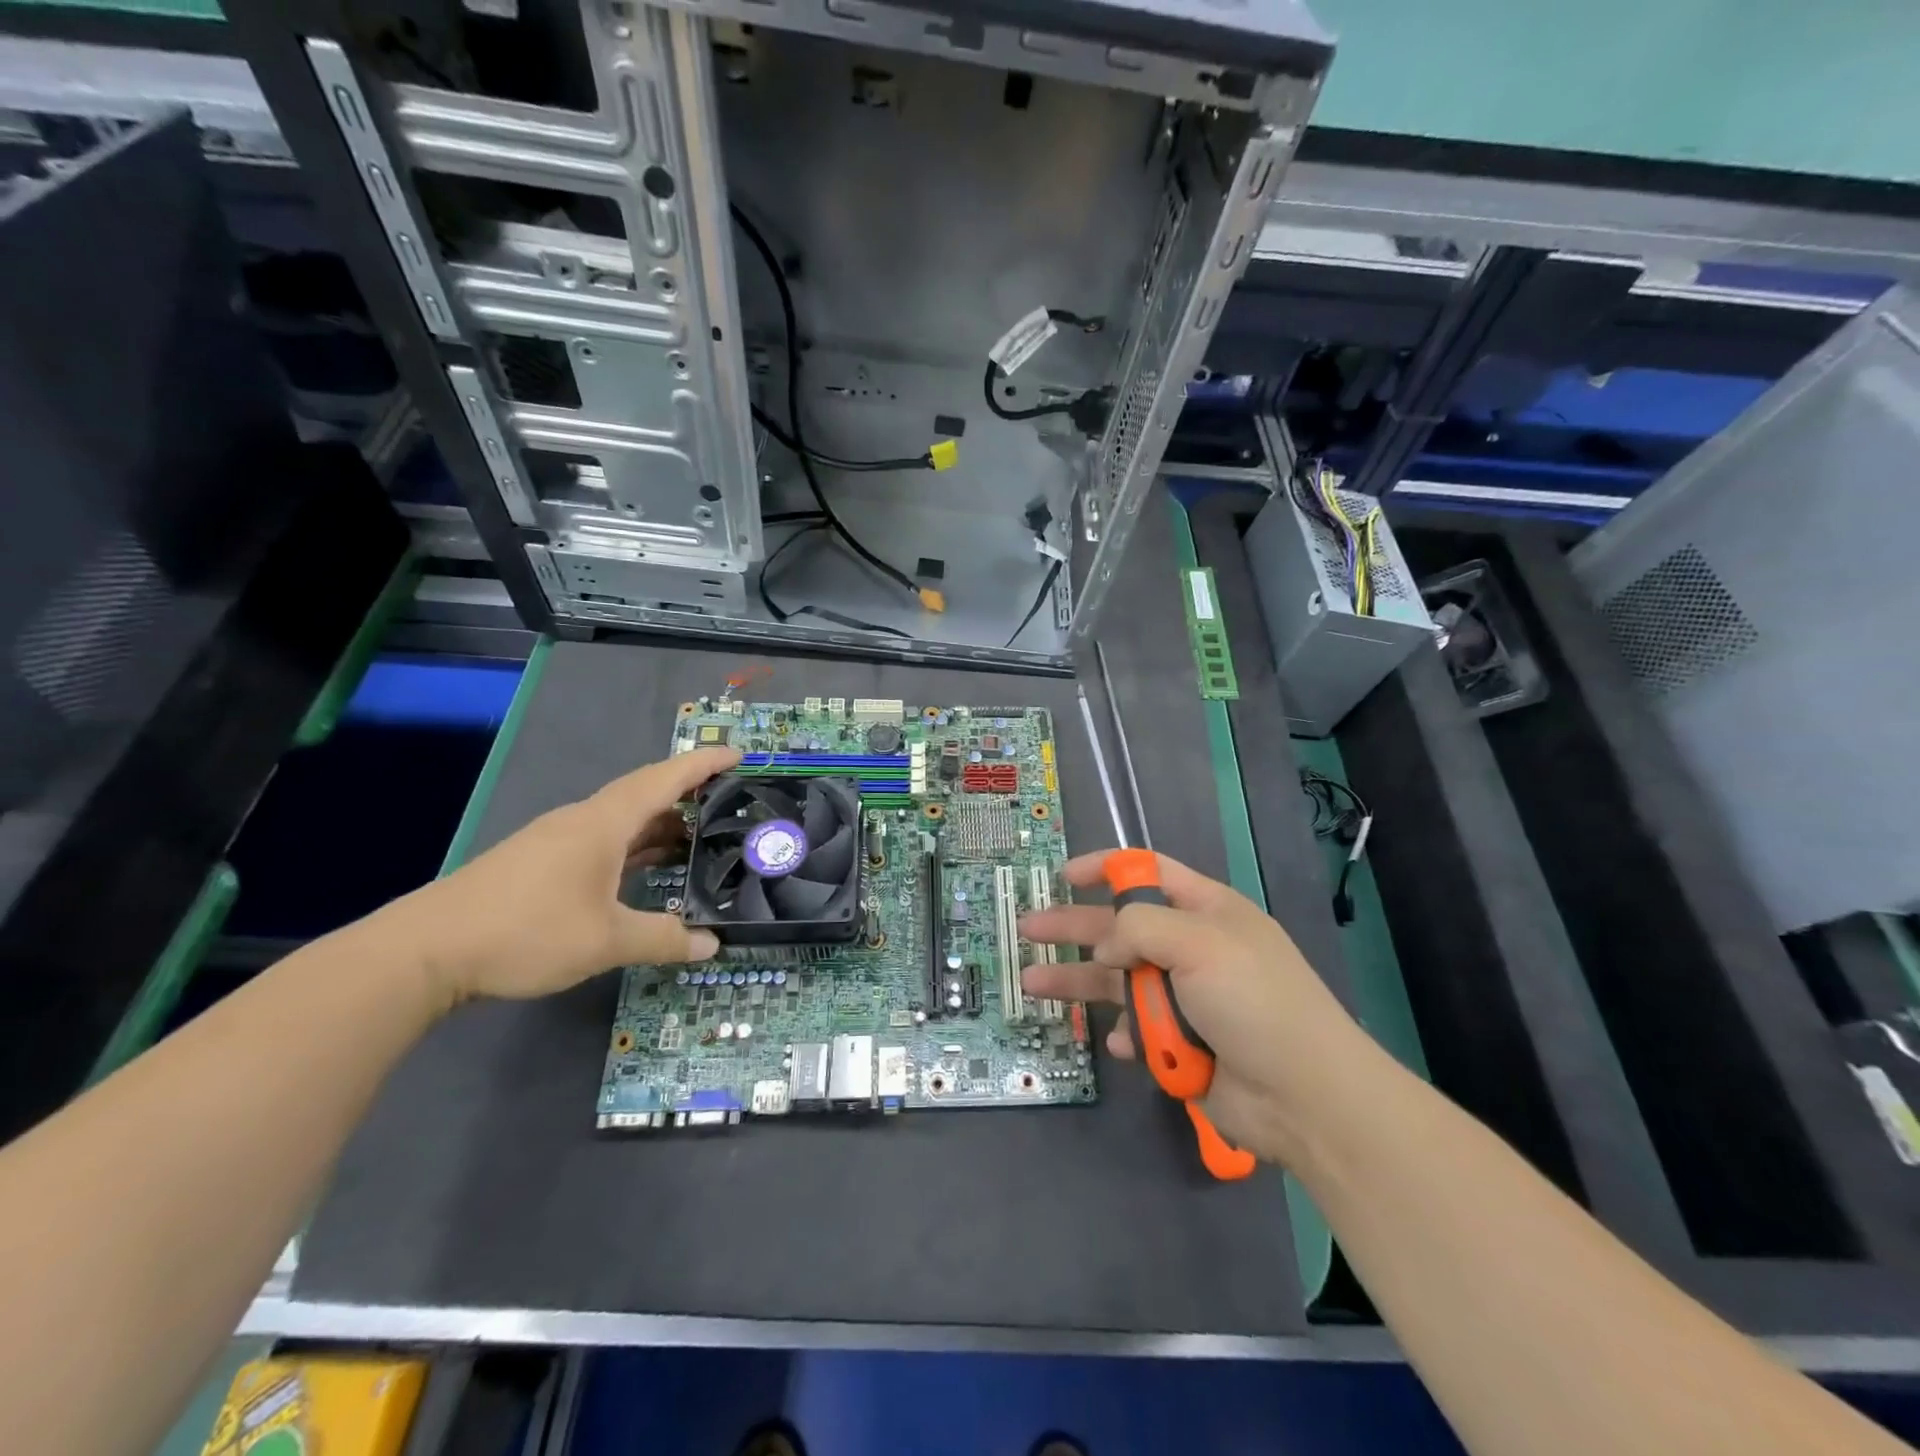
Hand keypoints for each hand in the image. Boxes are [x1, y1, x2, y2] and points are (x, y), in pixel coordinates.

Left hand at [399, 746, 739, 1005]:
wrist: (424, 952)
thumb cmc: (525, 931)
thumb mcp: (606, 941)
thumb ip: (663, 939)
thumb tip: (711, 946)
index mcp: (602, 823)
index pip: (664, 779)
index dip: (703, 764)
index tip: (738, 754)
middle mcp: (582, 821)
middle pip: (644, 794)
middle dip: (688, 794)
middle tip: (728, 803)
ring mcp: (556, 841)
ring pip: (621, 820)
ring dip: (660, 825)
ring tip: (698, 839)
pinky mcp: (539, 863)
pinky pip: (602, 840)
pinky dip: (633, 846)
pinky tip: (644, 869)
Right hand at [1021, 851, 1370, 1164]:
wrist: (1304, 1096)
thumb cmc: (1253, 1001)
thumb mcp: (1198, 942)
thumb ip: (1138, 928)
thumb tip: (1106, 949)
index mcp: (1205, 911)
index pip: (1148, 873)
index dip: (1106, 868)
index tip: (1065, 875)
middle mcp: (1191, 948)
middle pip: (1119, 928)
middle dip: (1073, 926)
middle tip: (1028, 929)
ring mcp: (1185, 997)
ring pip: (1117, 980)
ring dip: (1077, 981)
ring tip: (1033, 982)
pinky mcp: (1181, 1042)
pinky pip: (1138, 1028)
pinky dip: (1127, 1033)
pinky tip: (1122, 1043)